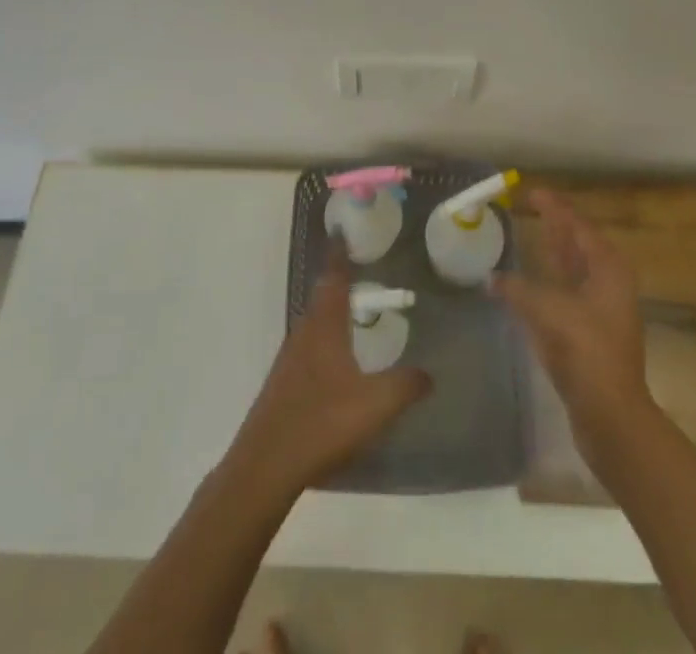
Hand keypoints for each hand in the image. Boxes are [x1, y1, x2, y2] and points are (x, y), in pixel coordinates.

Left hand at [227, 248, 431, 492]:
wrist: (266, 465)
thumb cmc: (322, 423)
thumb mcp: (376, 405)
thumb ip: (405, 386)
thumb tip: (430, 374)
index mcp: (325, 326)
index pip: (333, 278)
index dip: (339, 254)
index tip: (341, 231)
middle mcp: (304, 333)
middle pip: (321, 297)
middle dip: (338, 282)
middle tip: (358, 272)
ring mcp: (289, 359)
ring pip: (313, 323)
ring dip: (330, 312)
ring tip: (352, 314)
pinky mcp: (282, 384)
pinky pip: (308, 348)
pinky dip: (324, 340)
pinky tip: (336, 363)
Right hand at [492, 188, 651, 455]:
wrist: (611, 416)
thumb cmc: (586, 352)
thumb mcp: (548, 310)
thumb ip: (517, 289)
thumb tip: (492, 279)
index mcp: (607, 268)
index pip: (578, 225)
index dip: (554, 207)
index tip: (532, 192)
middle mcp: (608, 283)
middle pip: (577, 245)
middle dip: (554, 226)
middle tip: (528, 207)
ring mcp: (600, 311)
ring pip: (572, 271)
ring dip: (550, 254)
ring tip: (526, 238)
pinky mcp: (588, 335)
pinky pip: (564, 295)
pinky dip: (545, 284)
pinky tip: (524, 286)